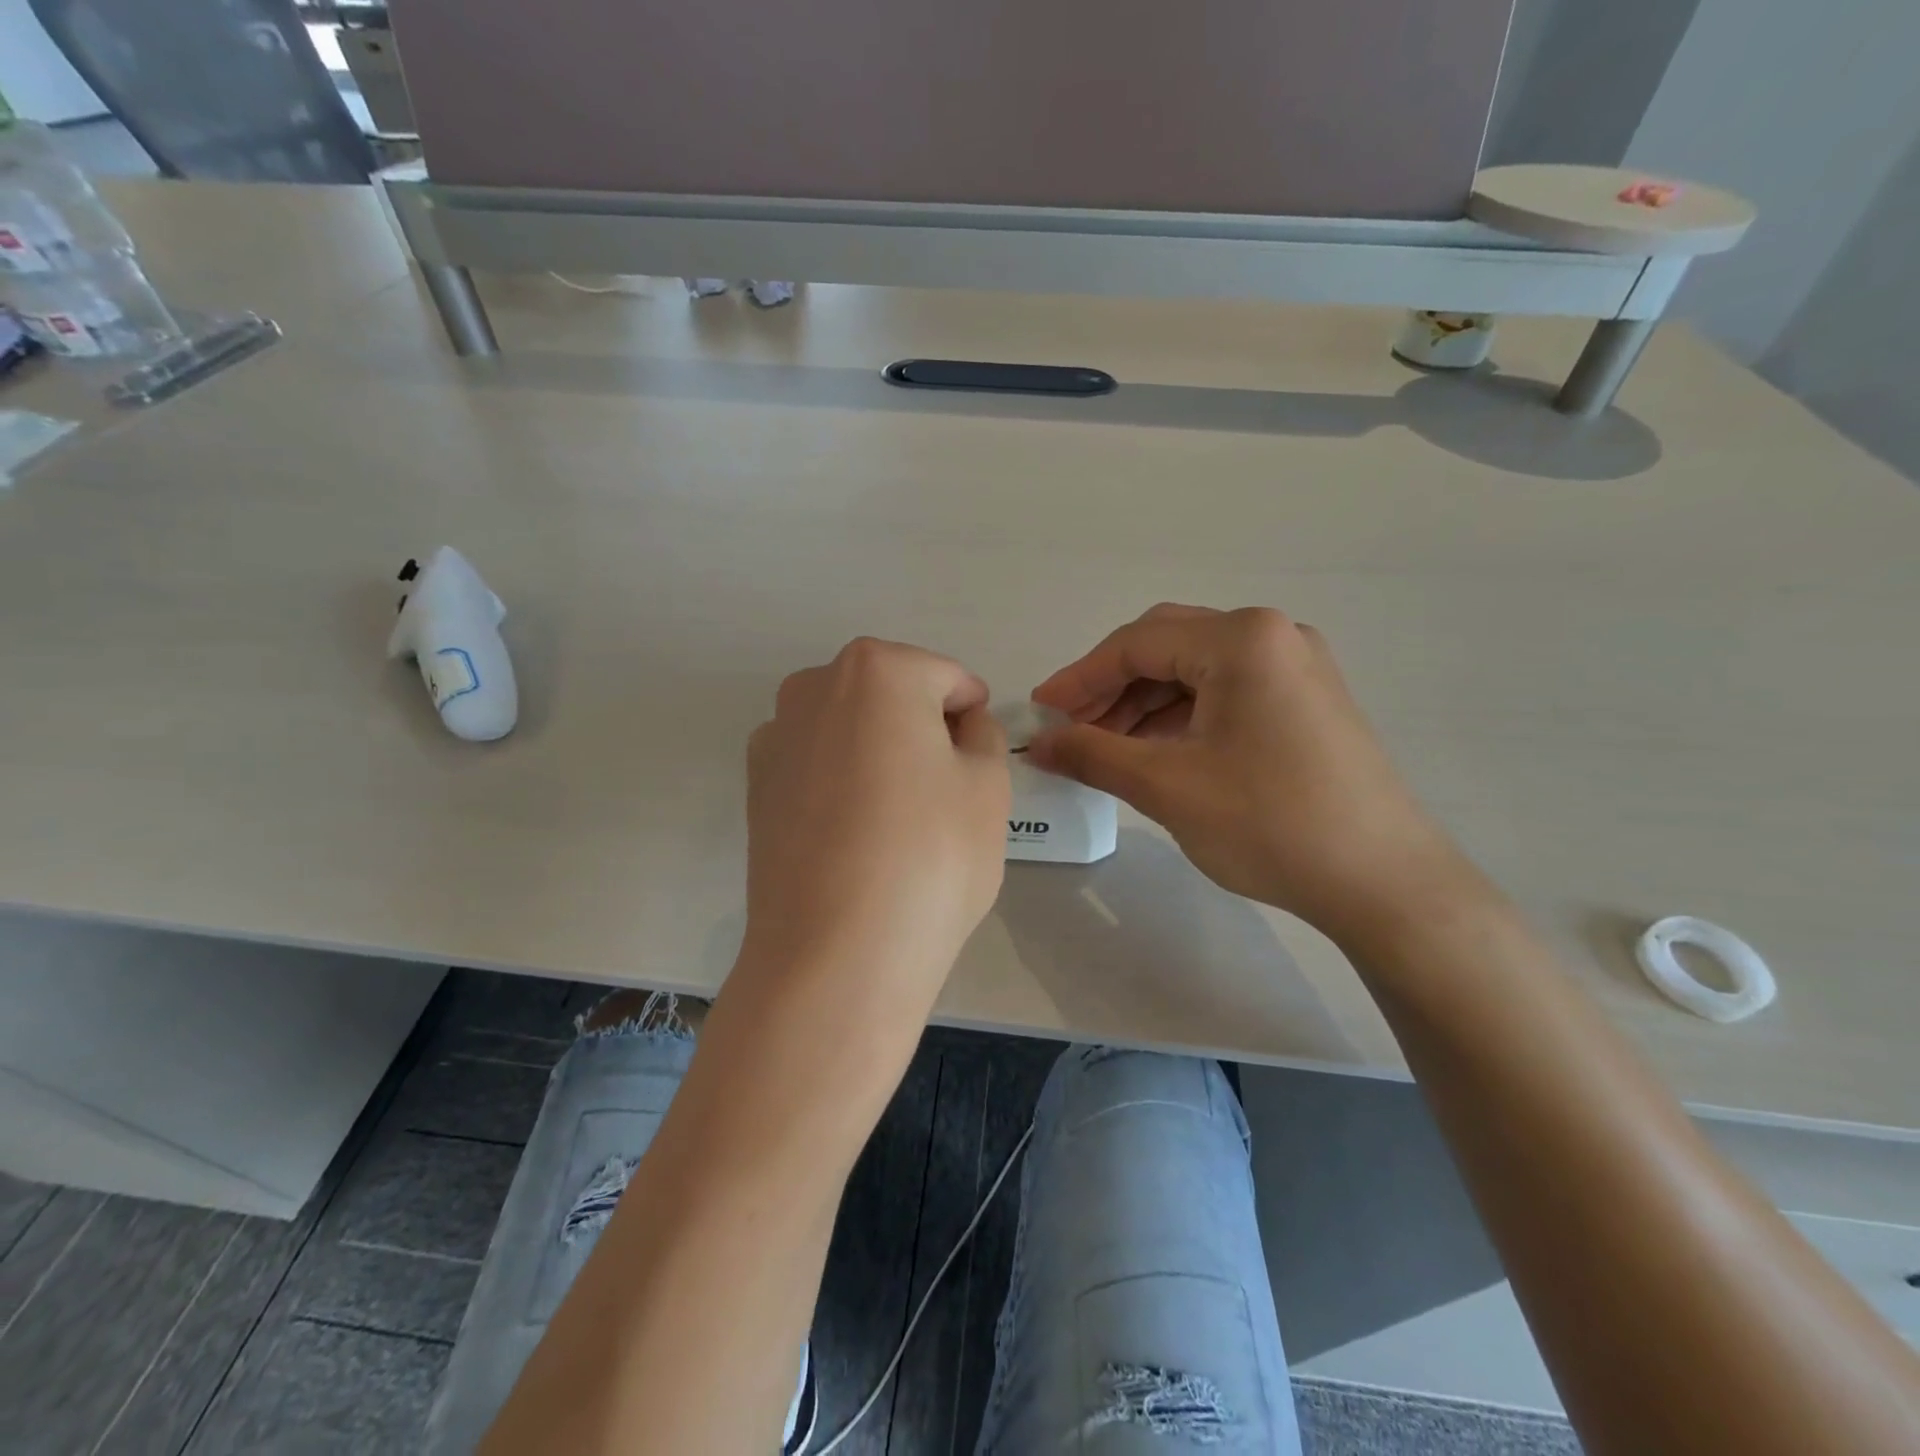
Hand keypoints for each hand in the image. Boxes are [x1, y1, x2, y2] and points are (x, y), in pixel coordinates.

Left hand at [742, 638, 1008, 1019]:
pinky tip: (853, 832)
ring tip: (898, 814)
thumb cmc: (930, 856)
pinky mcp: (755, 785)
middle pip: (891, 693)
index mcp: (878, 670)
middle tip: (945, 789)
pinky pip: (815, 763)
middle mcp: (813, 686)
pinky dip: (840, 779)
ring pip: (849, 726)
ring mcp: (776, 736)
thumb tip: (962, 725)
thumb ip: (983, 736)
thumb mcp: (988, 787)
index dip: (972, 716)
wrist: (835, 952)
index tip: (981, 761)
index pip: (946, 678)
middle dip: (923, 726)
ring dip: (878, 750)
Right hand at [1029, 605, 1478, 941]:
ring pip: (1195, 671)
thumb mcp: (1167, 786)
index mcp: (1242, 639)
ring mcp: (1296, 667)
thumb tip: (1037, 743)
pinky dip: (1181, 717)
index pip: (1137, 643)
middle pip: (1166, 646)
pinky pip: (1225, 693)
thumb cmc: (1269, 823)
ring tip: (1104, 746)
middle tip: (1069, 728)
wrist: (1383, 882)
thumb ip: (1092, 754)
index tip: (1039, 711)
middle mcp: (1273, 636)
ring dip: (1143, 703)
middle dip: (1110, 687)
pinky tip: (1154, 751)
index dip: (1079, 678)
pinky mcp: (1306, 701)